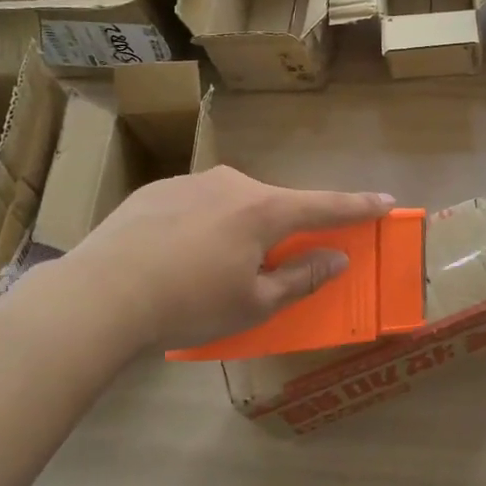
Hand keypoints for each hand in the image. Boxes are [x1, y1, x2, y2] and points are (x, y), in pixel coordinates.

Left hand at [47, 166, 393, 354]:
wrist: (100, 293)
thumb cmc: (189, 304)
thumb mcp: (254, 303)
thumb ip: (301, 277)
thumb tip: (336, 258)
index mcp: (264, 210)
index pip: (325, 206)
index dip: (359, 206)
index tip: (386, 200)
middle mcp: (233, 184)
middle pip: (274, 205)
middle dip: (282, 230)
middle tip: (268, 265)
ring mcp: (192, 182)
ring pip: (233, 203)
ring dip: (237, 228)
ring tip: (209, 269)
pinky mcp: (157, 189)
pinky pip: (196, 203)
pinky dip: (200, 225)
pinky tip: (174, 256)